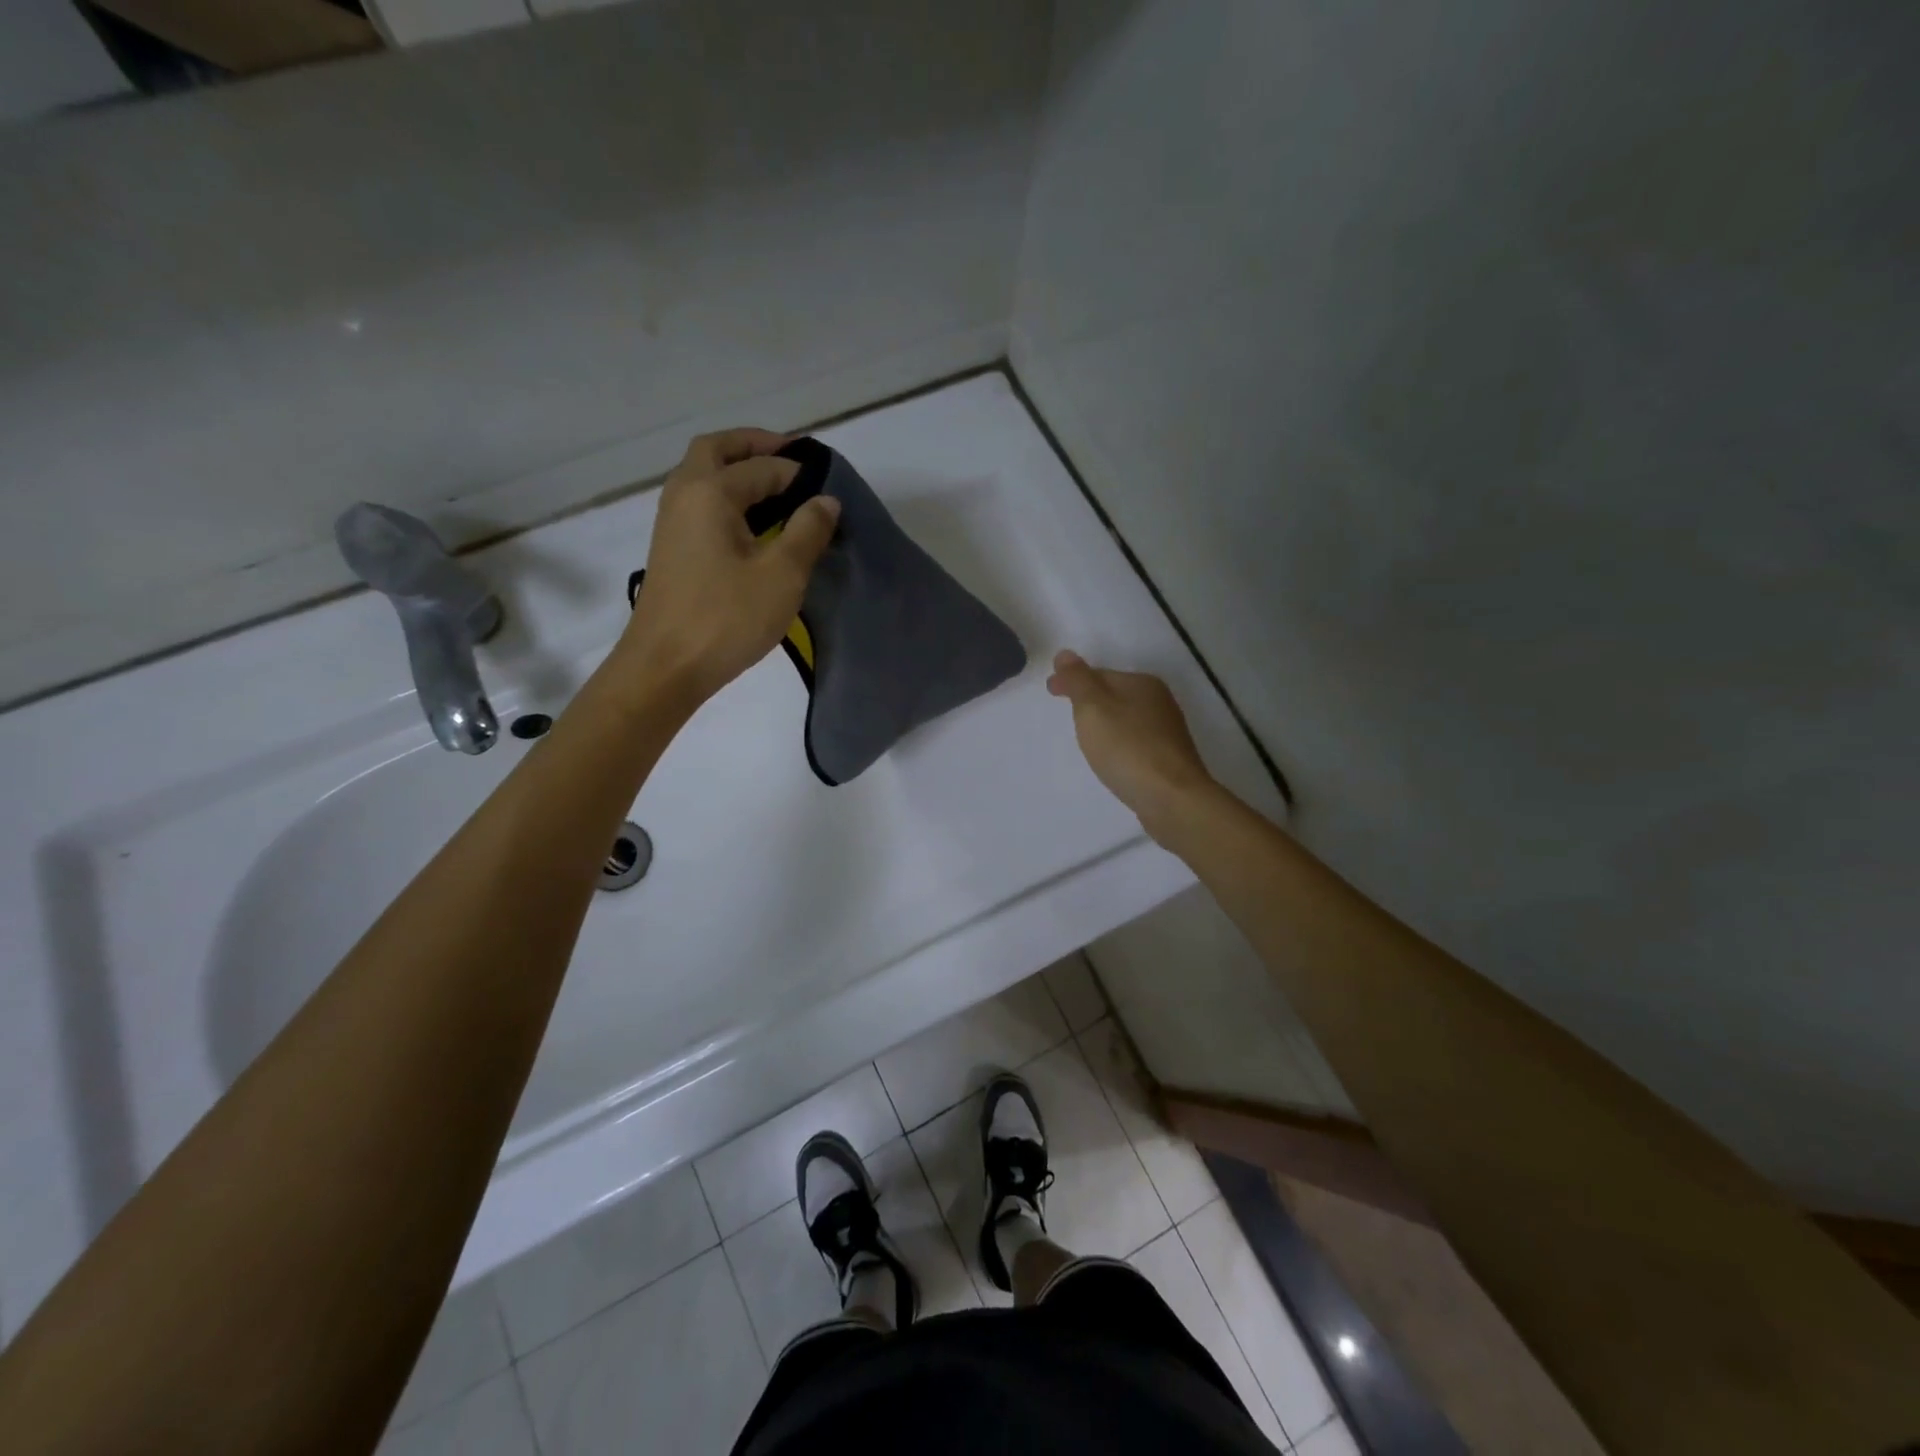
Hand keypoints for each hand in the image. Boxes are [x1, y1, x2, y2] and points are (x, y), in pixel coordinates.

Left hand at [619, 428, 839, 707]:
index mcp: (709, 491)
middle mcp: (684, 494)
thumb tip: (826, 500)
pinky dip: (727, 497)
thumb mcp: (782, 575)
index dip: (799, 473)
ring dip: (738, 471)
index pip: (763, 466)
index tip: (830, 489)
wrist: (665, 666)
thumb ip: (807, 531)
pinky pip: (701, 503)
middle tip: (791, 457)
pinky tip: (754, 524)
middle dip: (754, 447)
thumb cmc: (726, 618)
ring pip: (704, 475)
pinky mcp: (672, 548)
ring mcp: (672, 521)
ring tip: (778, 489)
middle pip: (717, 450)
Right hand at [1046, 650, 1217, 841]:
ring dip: (1106, 722)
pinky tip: (1113, 758)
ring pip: (1126, 718)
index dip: (1072, 681)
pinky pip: (1136, 741)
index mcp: (1142, 683)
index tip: (1050, 691)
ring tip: (1087, 737)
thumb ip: (1078, 680)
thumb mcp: (1093, 708)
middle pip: (1115, 694)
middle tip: (1067, 714)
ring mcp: (1168, 732)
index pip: (1099, 674)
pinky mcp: (1169, 759)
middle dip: (1091, 700)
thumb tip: (1064, 654)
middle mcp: (1159, 702)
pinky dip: (1120, 743)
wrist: (1172, 798)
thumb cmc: (1127, 749)